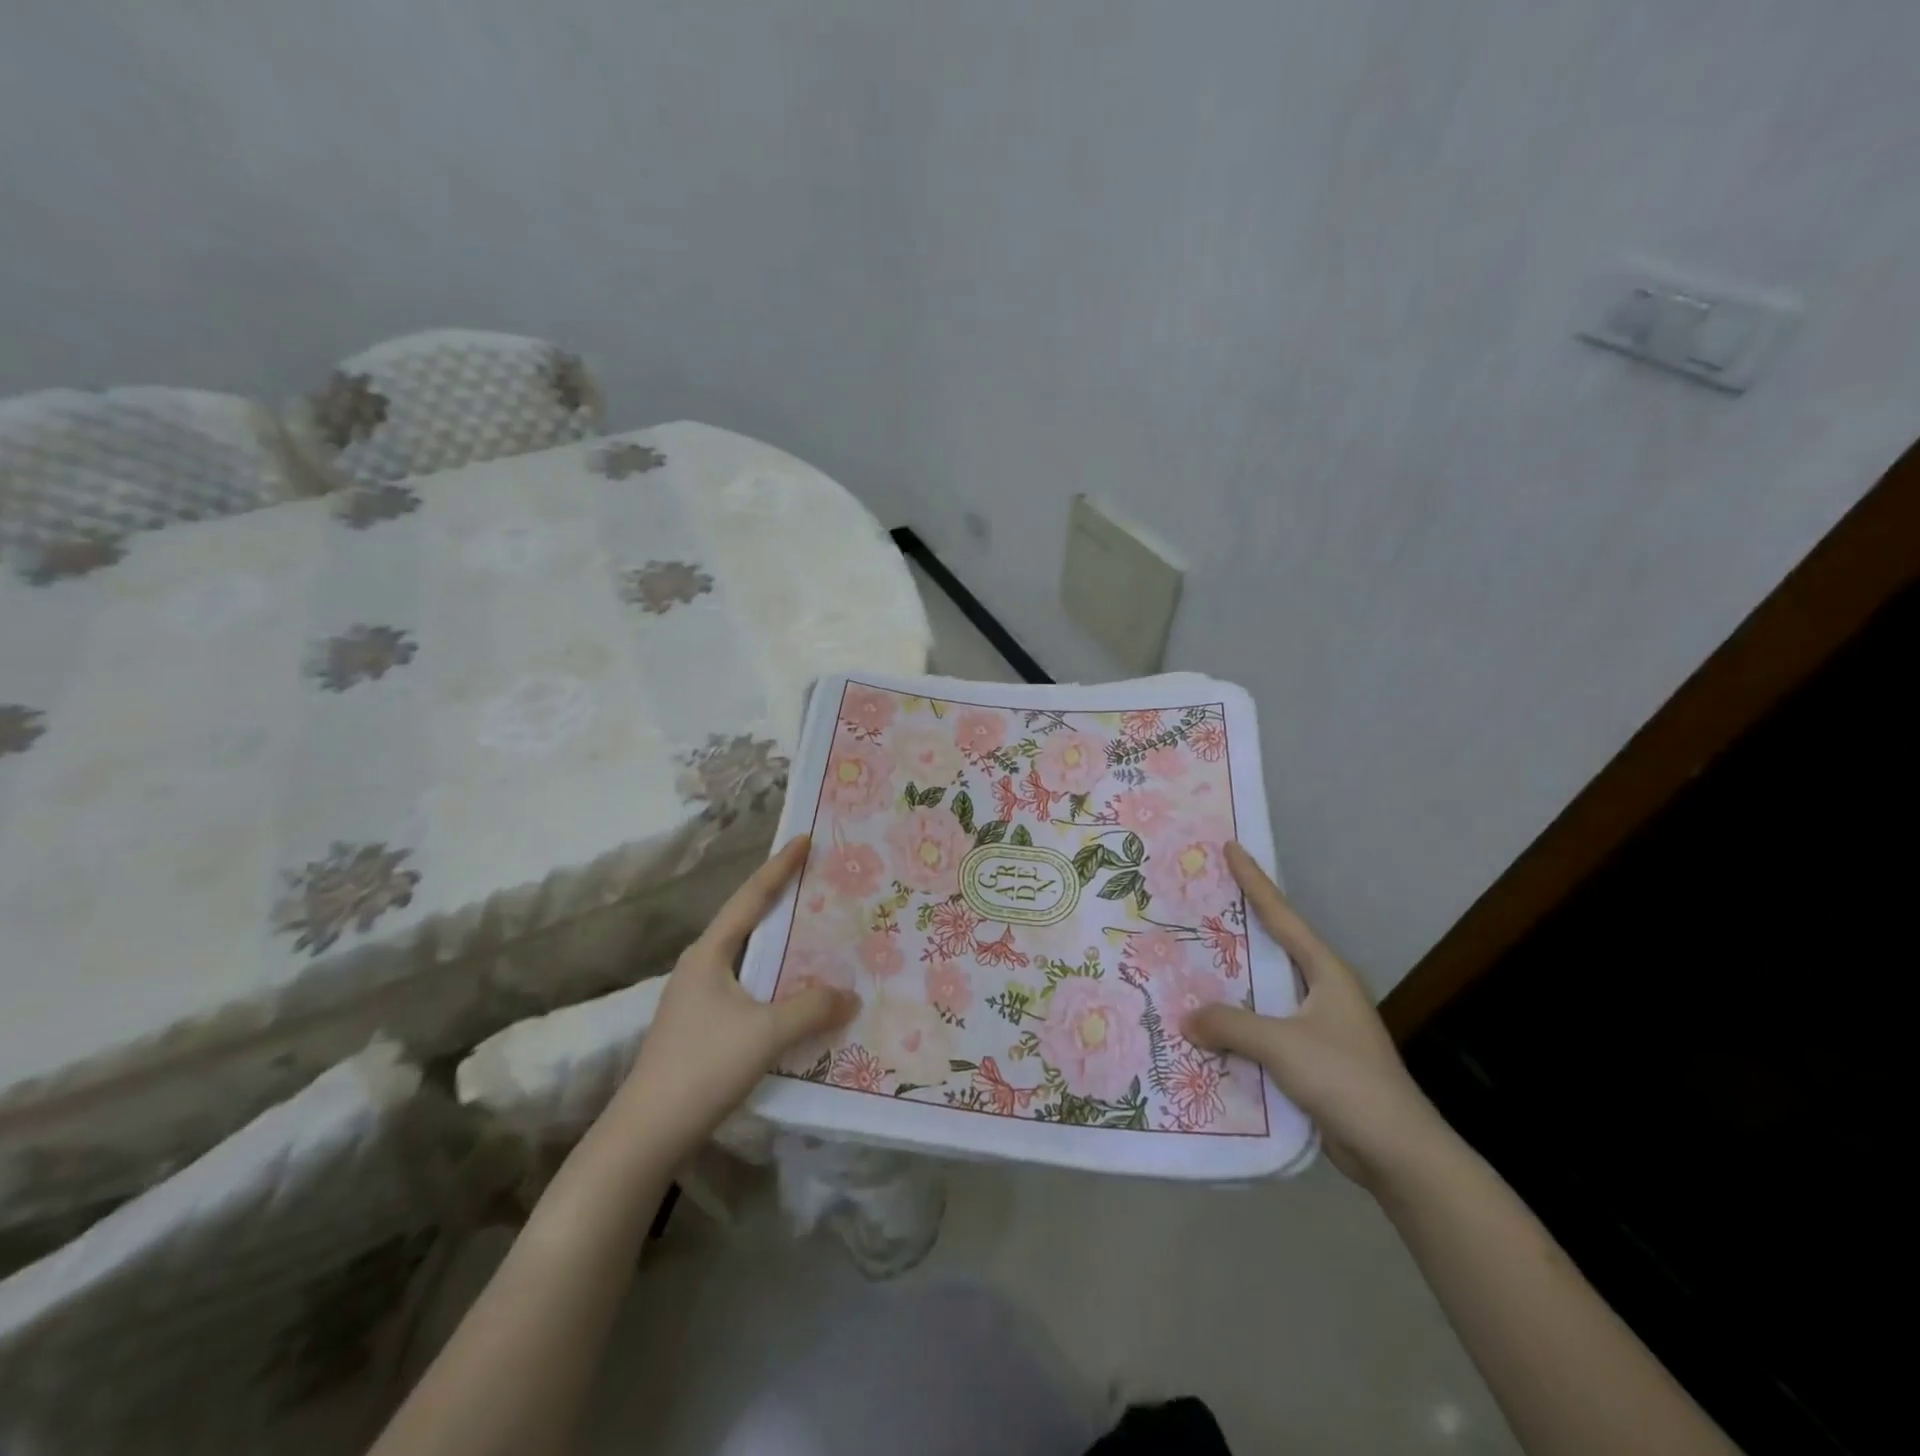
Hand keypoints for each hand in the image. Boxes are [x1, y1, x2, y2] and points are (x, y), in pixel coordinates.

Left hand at [612, 835, 858, 1156]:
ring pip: (749, 960)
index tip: (804, 839)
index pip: (750, 898)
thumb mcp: (765, 1034)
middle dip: (782, 902)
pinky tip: (798, 997)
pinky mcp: (701, 1030)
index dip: (779, 867)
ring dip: (781, 948)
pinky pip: (749, 991)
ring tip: (818, 937)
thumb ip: (812, 1009)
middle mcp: (700, 968)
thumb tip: (851, 995)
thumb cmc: (702, 1068)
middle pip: (748, 923)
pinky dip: (776, 983)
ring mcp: (697, 1000)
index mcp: (709, 954)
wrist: (645, 1136)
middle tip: (819, 884)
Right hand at [1183, 842, 1446, 1190]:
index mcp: (1326, 973)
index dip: (1255, 881)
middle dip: (1238, 927)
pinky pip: (1265, 1029)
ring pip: (1265, 992)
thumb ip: (1230, 1025)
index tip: (1232, 848)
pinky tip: (1208, 1027)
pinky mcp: (1312, 1060)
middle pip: (1272, 948)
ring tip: (1191, 963)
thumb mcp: (1282, 1044)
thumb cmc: (1346, 1080)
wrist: (1397, 1152)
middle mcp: (1323, 991)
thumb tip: (1186, 1018)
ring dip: (1233, 982)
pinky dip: (1238, 1024)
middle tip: (1199, 903)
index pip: (1282, 916)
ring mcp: (1319, 1027)